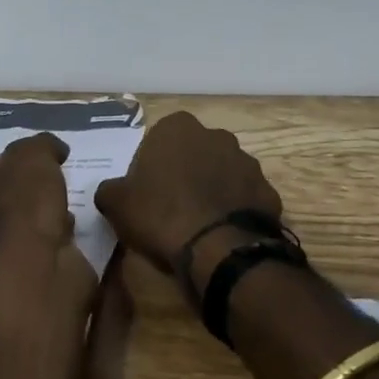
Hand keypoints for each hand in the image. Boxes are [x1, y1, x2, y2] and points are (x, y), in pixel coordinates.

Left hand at [0, 132, 76, 270]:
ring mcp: (3, 251)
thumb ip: (41, 144)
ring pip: (30, 220)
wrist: (37, 268)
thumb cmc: (24, 204)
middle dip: (35, 188)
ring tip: (71, 201)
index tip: (45, 157)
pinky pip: (48, 242)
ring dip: (49, 212)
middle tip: (60, 177)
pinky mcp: (29, 271)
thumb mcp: (33, 154)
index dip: (19, 159)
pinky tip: (73, 228)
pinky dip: (60, 234)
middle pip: (11, 195)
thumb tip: (54, 149)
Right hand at [93, 112, 282, 280]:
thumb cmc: (161, 215)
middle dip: (186, 172)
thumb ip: (110, 190)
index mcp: (178, 128)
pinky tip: (223, 234)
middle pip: (195, 152)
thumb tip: (110, 191)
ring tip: (199, 224)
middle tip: (171, 206)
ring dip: (213, 190)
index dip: (152, 164)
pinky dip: (236, 211)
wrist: (219, 250)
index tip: (146, 190)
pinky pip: (245, 198)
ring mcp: (247, 162)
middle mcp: (216, 135)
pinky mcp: (269, 192)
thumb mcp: (117, 204)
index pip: (159, 138)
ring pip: (223, 173)